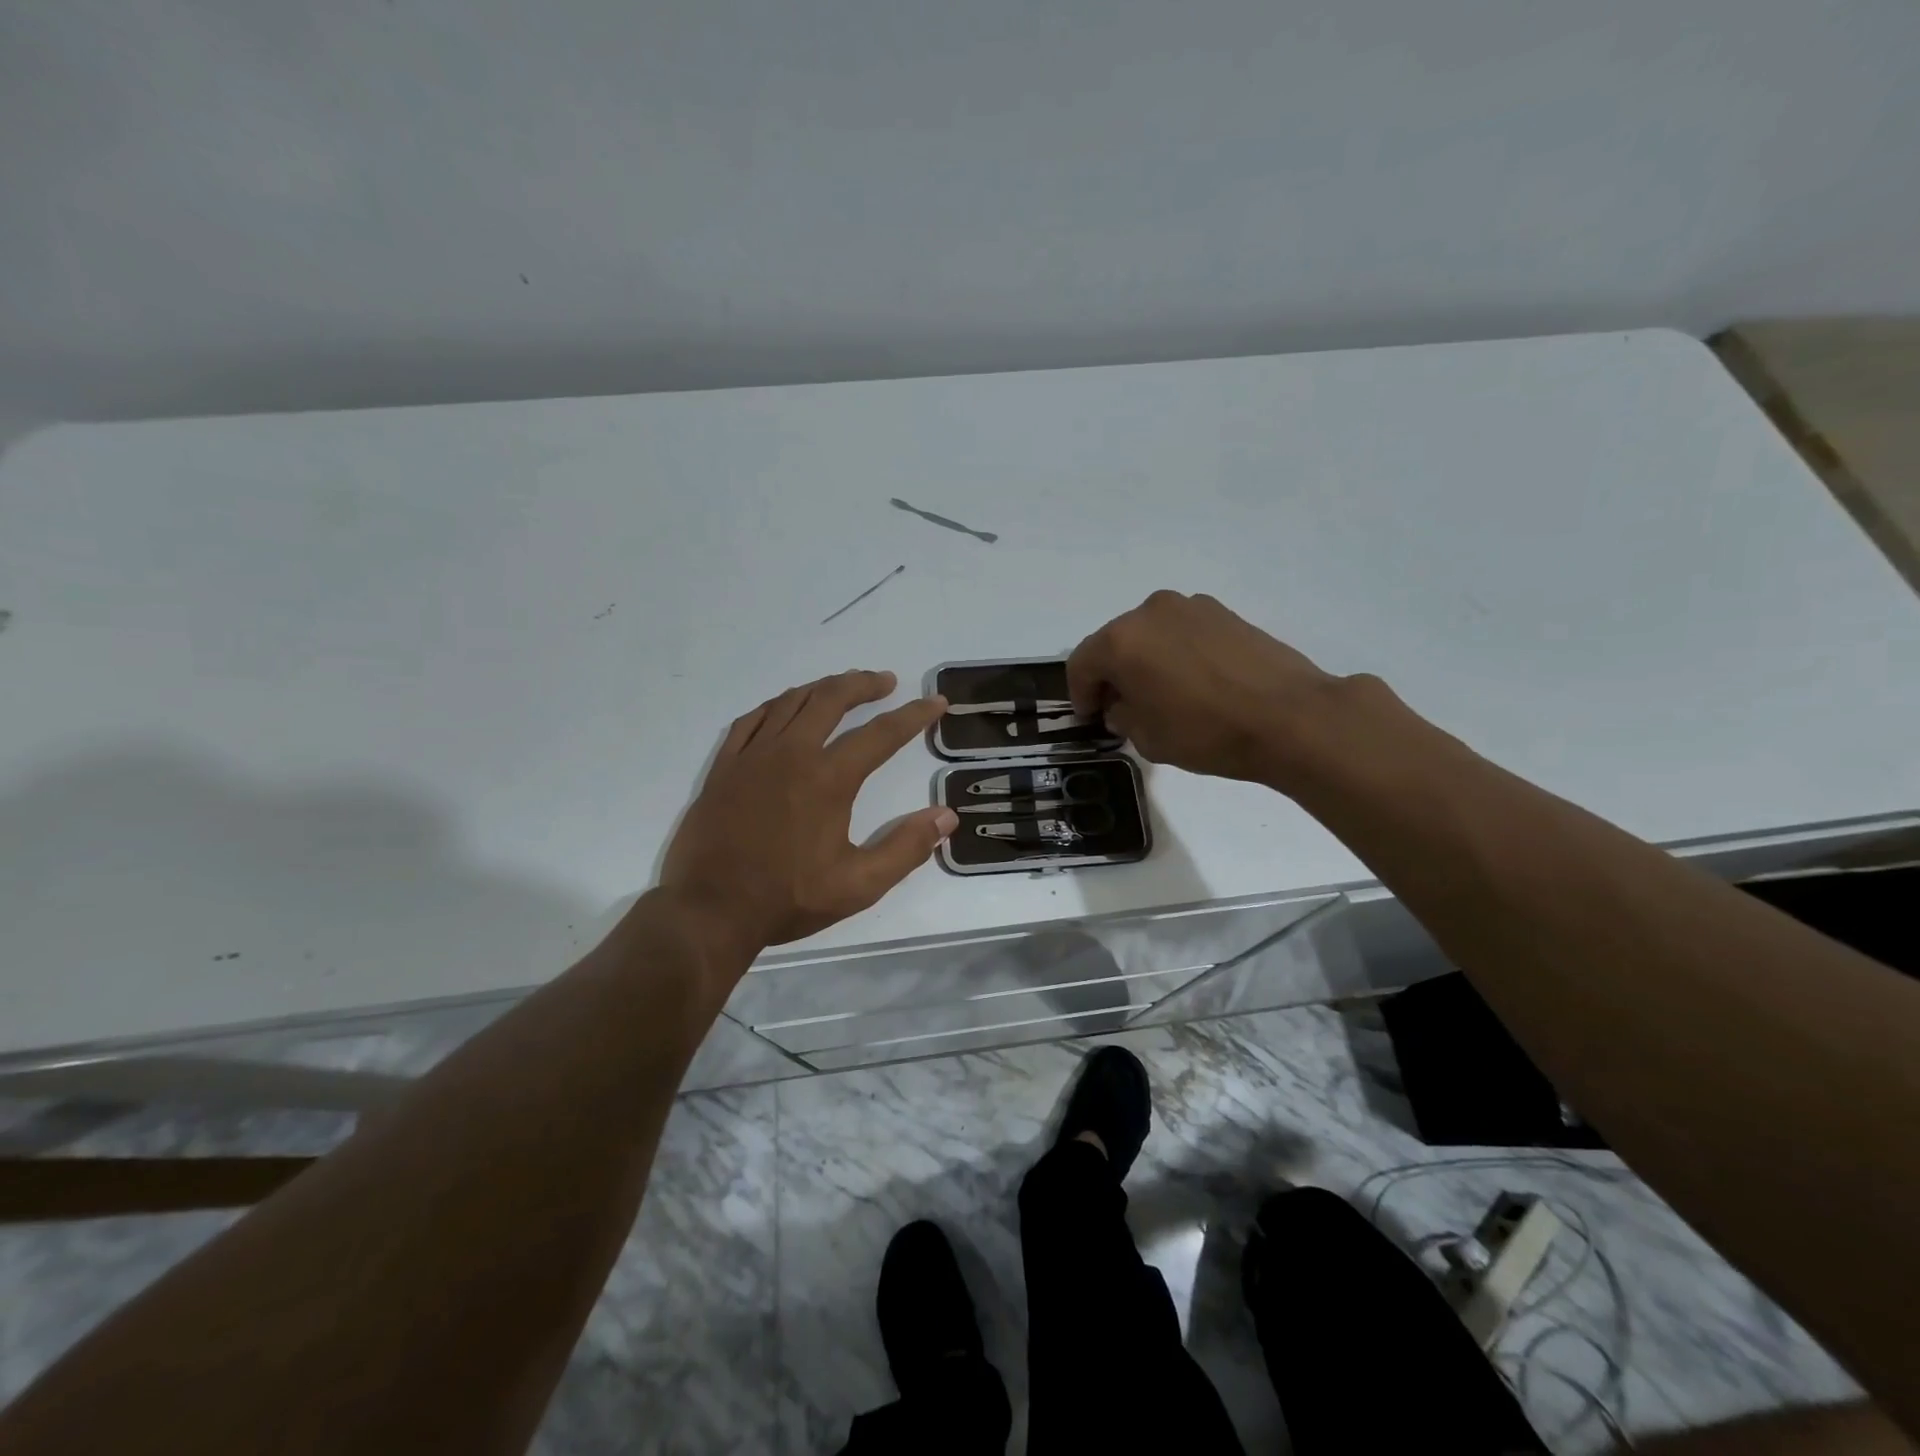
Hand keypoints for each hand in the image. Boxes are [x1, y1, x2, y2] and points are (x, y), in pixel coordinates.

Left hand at [660, 670, 956, 953]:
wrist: (709, 910)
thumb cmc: (787, 899)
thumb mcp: (859, 885)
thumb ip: (906, 848)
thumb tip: (946, 816)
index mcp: (829, 779)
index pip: (882, 734)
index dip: (914, 715)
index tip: (936, 702)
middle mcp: (791, 754)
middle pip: (831, 699)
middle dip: (863, 684)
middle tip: (885, 681)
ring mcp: (752, 756)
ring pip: (791, 701)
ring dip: (823, 687)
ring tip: (843, 687)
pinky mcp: (724, 766)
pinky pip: (753, 719)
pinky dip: (777, 705)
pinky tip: (786, 707)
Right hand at [1067, 591, 1353, 786]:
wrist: (1290, 717)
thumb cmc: (1207, 732)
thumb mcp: (1148, 738)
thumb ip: (1122, 716)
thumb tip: (1122, 705)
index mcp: (1122, 640)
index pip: (1082, 663)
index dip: (1080, 694)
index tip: (1091, 717)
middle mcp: (1150, 612)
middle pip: (1114, 642)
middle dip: (1112, 674)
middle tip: (1122, 706)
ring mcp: (1190, 606)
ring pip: (1150, 634)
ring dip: (1145, 660)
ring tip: (1162, 694)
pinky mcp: (1223, 612)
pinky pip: (1182, 632)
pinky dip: (1175, 652)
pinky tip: (1194, 682)